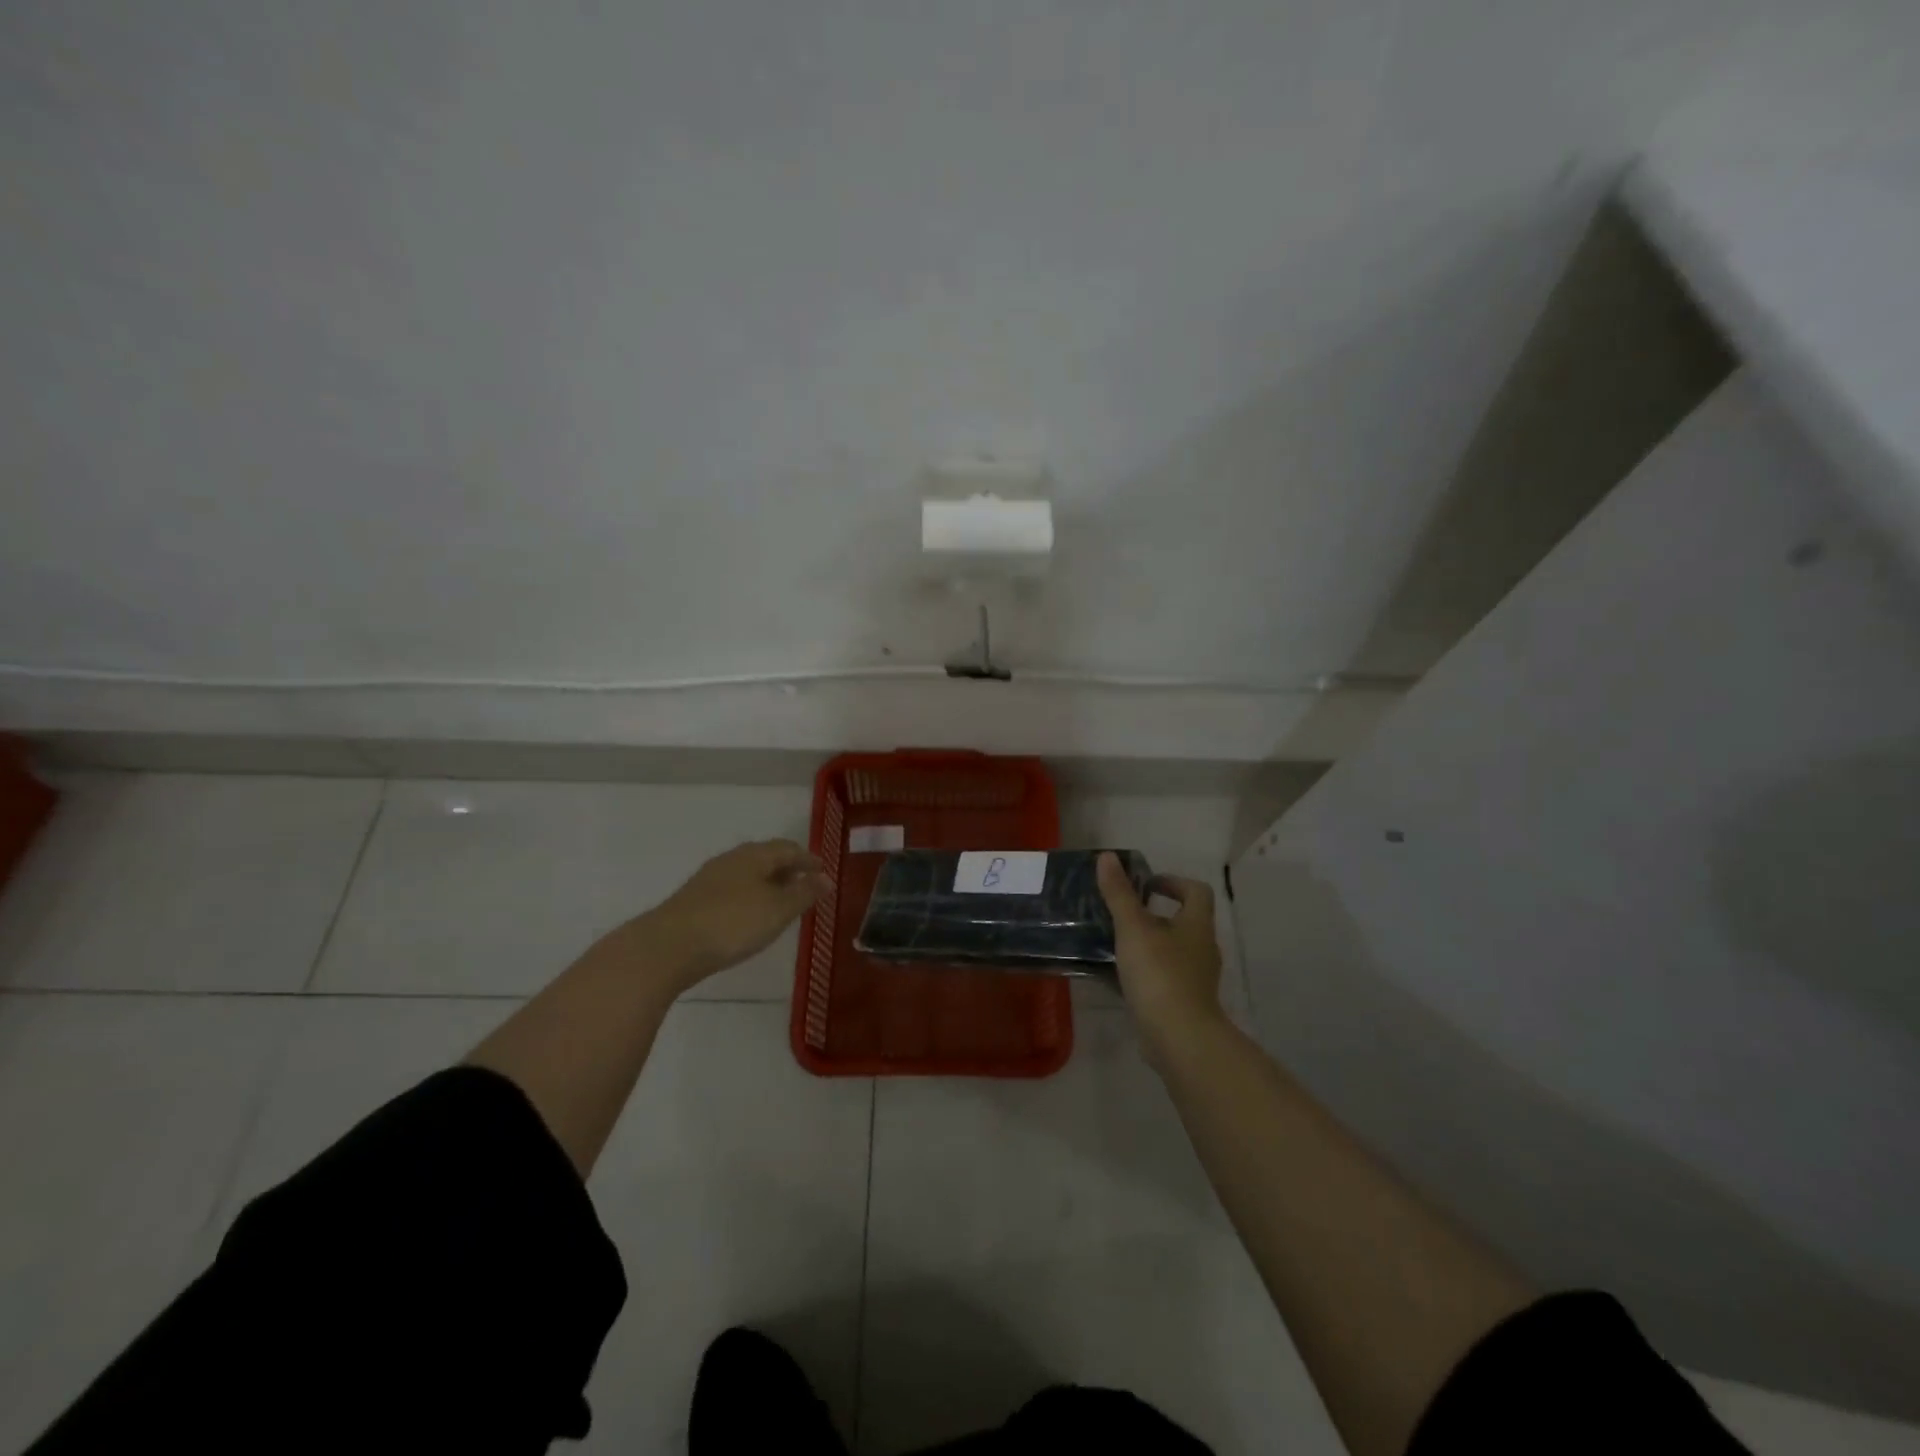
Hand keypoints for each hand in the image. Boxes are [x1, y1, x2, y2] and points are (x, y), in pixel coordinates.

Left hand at [636, 839, 828, 992]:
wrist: (668, 946)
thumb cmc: (732, 923)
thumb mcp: (778, 910)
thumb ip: (804, 893)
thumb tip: (827, 878)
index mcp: (754, 855)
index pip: (788, 849)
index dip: (809, 859)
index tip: (824, 871)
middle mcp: (732, 859)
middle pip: (766, 857)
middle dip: (788, 868)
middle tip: (805, 883)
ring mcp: (710, 878)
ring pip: (748, 873)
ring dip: (768, 882)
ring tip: (782, 900)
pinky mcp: (695, 899)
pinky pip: (733, 889)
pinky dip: (750, 895)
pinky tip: (751, 914)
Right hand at [1096, 850, 1224, 1060]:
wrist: (1180, 1038)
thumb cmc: (1159, 974)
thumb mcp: (1133, 928)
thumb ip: (1119, 894)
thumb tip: (1107, 857)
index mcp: (1197, 925)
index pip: (1196, 891)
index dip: (1173, 882)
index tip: (1145, 885)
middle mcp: (1202, 949)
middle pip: (1184, 921)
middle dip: (1155, 915)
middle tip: (1123, 914)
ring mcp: (1196, 979)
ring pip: (1173, 951)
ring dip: (1149, 944)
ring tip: (1116, 944)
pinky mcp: (1185, 1003)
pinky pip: (1165, 978)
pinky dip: (1146, 972)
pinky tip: (1119, 977)